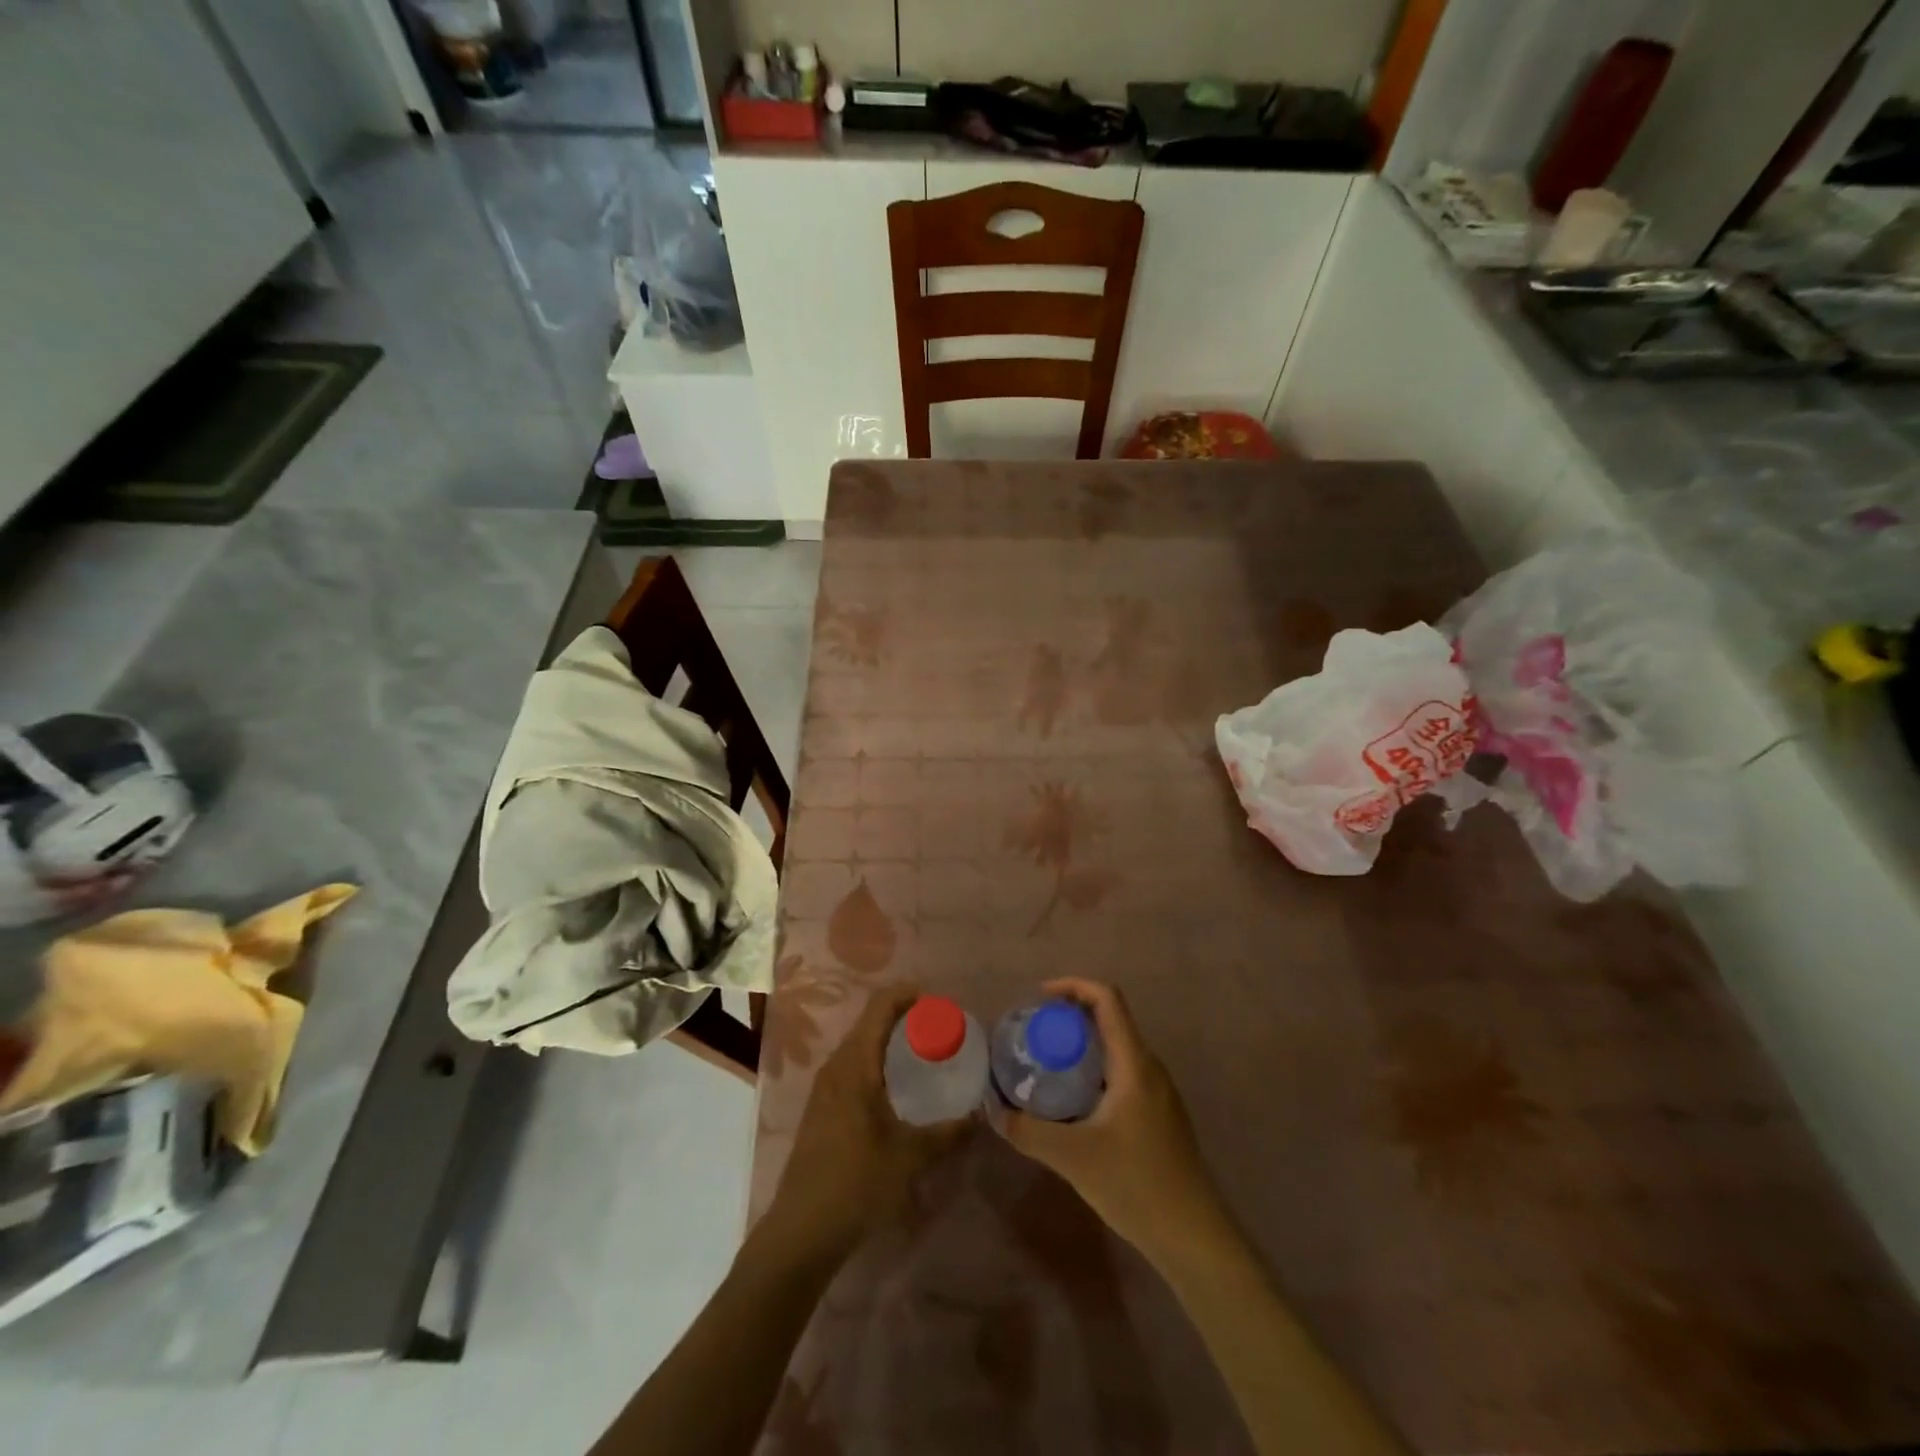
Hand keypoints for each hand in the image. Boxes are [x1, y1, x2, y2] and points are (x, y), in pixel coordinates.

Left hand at [764, 983, 973, 1263]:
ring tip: (924, 1054)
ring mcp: (825, 1087)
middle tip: (940, 1029)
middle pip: (870, 1021)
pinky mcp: (822, 1107)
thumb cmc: (856, 1183)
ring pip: (861, 1045)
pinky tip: (897, 1088)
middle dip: (905, 1017)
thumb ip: (948, 1133)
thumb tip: (980, 1116)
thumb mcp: (910, 1157)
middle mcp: (837, 1065)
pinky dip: (878, 1061)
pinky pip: (854, 1066)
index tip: (939, 1001)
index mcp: (855, 1064)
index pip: (880, 1006)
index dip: (908, 994)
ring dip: (890, 1040)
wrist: (801, 1230)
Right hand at [1004, 978, 1228, 1263]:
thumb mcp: (1073, 1157)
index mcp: (1134, 1063)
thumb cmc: (1137, 1185)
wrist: (1194, 1237)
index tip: (1040, 998)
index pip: (1108, 999)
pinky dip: (1093, 1069)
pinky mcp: (1158, 1115)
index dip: (1074, 986)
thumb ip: (1028, 1131)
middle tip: (1034, 1032)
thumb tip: (993, 1110)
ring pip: (1116, 1048)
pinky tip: (1072, 1101)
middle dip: (1071, 1016)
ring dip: (1082, 1045)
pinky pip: (1121, 1073)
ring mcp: (1158, 1092)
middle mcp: (1149, 1067)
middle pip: (1111, 1019)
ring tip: (1046, 1062)